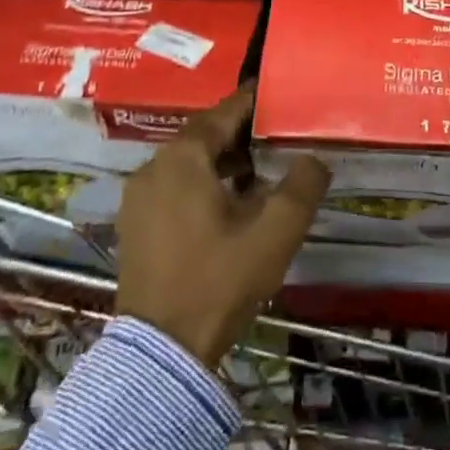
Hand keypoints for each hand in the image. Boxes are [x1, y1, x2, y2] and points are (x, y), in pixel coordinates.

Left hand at [114, 83, 330, 367]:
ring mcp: (138, 199)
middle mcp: (153, 168)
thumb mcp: (275, 232)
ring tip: (260, 175)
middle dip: (241, 135)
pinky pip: (173, 187)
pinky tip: (228, 207)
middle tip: (277, 138)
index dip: (254, 103)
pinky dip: (202, 184)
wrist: (162, 352)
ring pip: (188, 163)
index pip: (223, 113)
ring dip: (222, 162)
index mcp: (182, 158)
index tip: (280, 97)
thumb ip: (302, 186)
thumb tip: (315, 158)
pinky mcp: (135, 226)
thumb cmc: (220, 280)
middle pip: (203, 136)